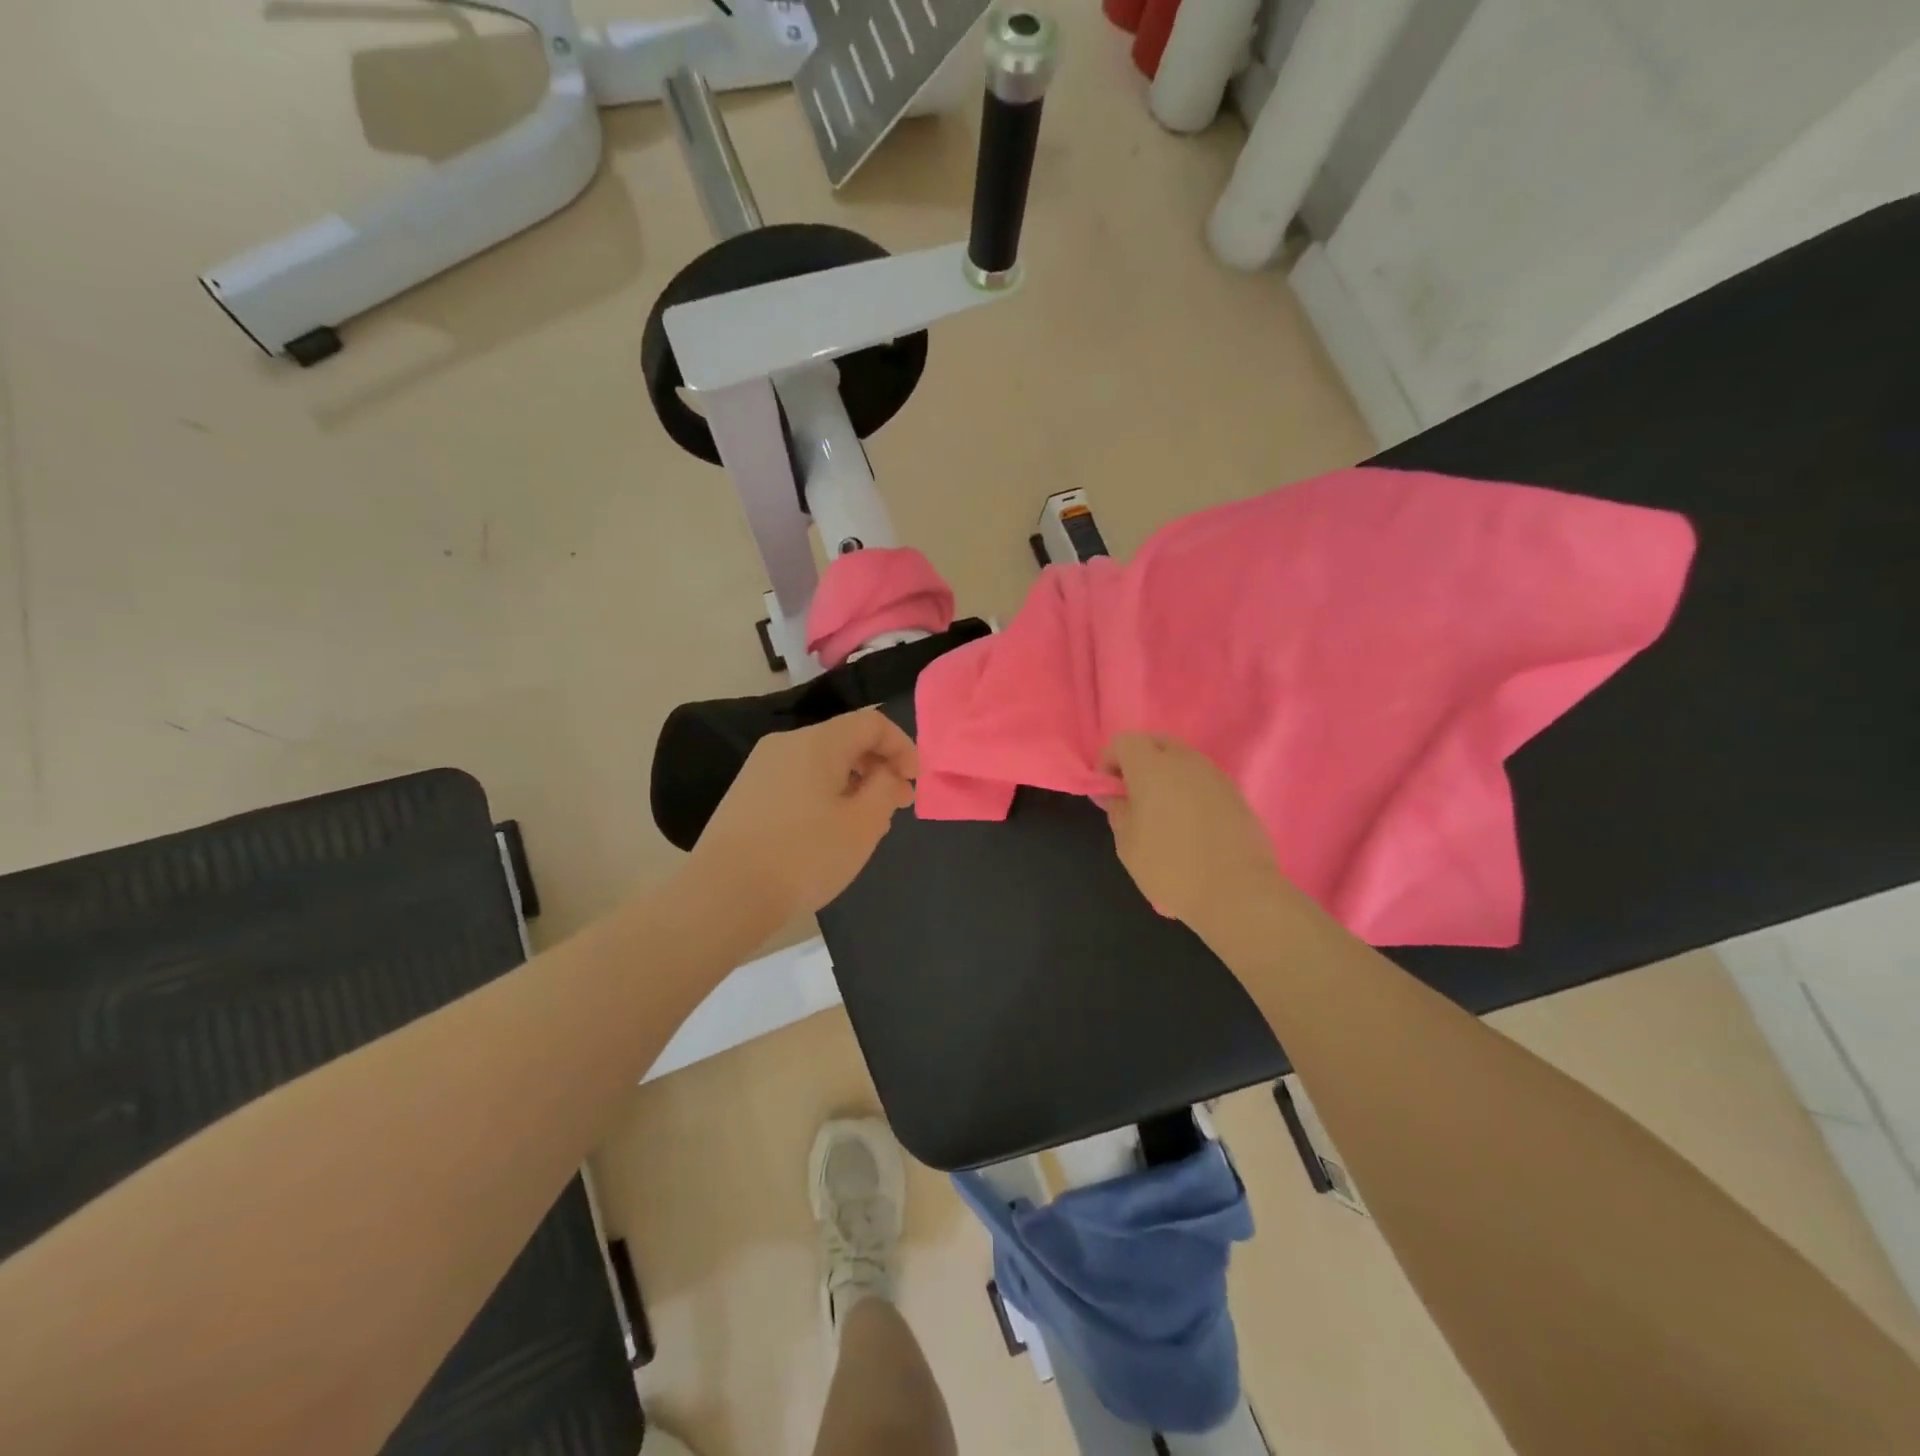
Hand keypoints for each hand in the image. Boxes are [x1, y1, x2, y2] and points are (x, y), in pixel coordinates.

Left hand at [688, 709, 918, 928]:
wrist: (724, 894)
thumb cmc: (804, 856)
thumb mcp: (862, 825)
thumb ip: (885, 789)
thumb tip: (887, 773)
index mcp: (817, 742)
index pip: (872, 723)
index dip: (902, 747)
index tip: (913, 783)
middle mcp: (786, 743)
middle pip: (845, 740)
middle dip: (879, 767)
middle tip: (898, 805)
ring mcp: (761, 767)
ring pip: (821, 762)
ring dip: (853, 783)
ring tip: (867, 823)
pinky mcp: (746, 793)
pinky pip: (798, 780)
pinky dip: (825, 793)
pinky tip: (829, 830)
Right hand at [1102, 734, 1284, 934]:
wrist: (1237, 892)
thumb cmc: (1171, 867)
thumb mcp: (1128, 844)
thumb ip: (1117, 810)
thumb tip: (1112, 793)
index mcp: (1152, 767)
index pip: (1123, 742)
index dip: (1109, 761)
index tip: (1108, 791)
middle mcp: (1185, 761)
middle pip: (1156, 743)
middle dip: (1139, 762)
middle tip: (1132, 796)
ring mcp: (1215, 775)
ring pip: (1182, 760)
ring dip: (1166, 775)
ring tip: (1162, 812)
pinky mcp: (1236, 793)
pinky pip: (1202, 779)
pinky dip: (1189, 790)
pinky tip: (1189, 824)